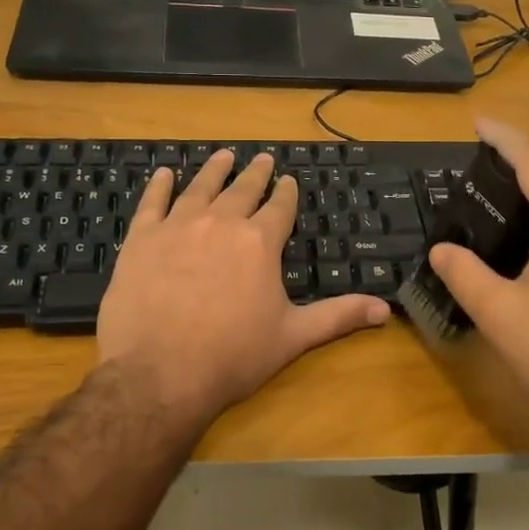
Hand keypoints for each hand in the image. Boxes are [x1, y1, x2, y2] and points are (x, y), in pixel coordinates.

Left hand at [96, 150, 389, 424]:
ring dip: (214, 170)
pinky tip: (163, 173)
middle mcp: (222, 223)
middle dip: (255, 173)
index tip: (288, 180)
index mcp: (260, 242)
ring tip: (223, 155)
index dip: (286, 193)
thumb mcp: (293, 336)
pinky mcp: (142, 240)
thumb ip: (339, 316)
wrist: (159, 374)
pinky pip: (152, 203)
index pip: (279, 207)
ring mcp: (178, 227)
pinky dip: (159, 186)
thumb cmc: (233, 356)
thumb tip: (386, 310)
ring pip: (200, 188)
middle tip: (262, 158)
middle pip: (243, 189)